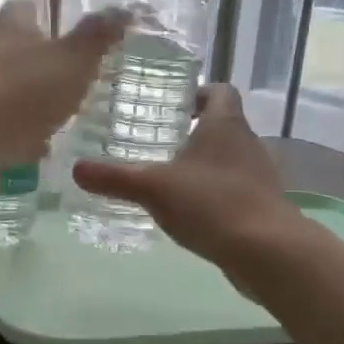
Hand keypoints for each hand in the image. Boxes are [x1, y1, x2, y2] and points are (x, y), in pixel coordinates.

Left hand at [0, 0, 128, 171]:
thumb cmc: (26, 89)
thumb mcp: (74, 60)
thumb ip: (97, 37)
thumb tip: (125, 9)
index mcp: (13, 30)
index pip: (22, 8)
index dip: (36, 11)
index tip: (49, 16)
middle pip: (11, 48)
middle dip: (33, 57)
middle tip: (61, 68)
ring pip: (7, 87)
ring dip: (27, 95)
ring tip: (56, 108)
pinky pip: (2, 124)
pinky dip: (20, 131)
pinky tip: (39, 144)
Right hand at [72, 85, 299, 272]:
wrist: (267, 251)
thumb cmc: (211, 203)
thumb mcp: (153, 188)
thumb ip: (114, 178)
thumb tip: (76, 169)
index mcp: (225, 125)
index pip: (220, 91)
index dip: (199, 93)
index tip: (174, 105)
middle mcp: (247, 144)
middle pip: (224, 126)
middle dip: (195, 132)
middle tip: (160, 143)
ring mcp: (259, 177)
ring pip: (230, 160)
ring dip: (205, 166)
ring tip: (171, 180)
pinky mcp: (263, 207)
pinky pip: (236, 191)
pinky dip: (215, 195)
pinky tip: (193, 213)